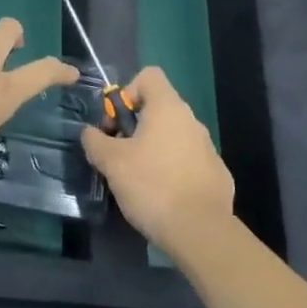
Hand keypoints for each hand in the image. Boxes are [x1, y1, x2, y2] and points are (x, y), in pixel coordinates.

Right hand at [80, 67, 234, 256]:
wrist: (200, 231)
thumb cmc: (151, 185)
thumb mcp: (111, 162)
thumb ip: (95, 140)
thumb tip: (90, 133)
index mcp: (168, 108)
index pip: (149, 76)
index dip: (127, 91)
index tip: (117, 122)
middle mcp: (192, 121)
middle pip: (159, 108)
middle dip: (135, 126)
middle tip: (119, 155)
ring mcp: (208, 148)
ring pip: (173, 136)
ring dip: (153, 148)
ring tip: (137, 179)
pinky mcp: (216, 174)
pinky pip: (187, 161)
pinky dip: (172, 170)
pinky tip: (162, 196)